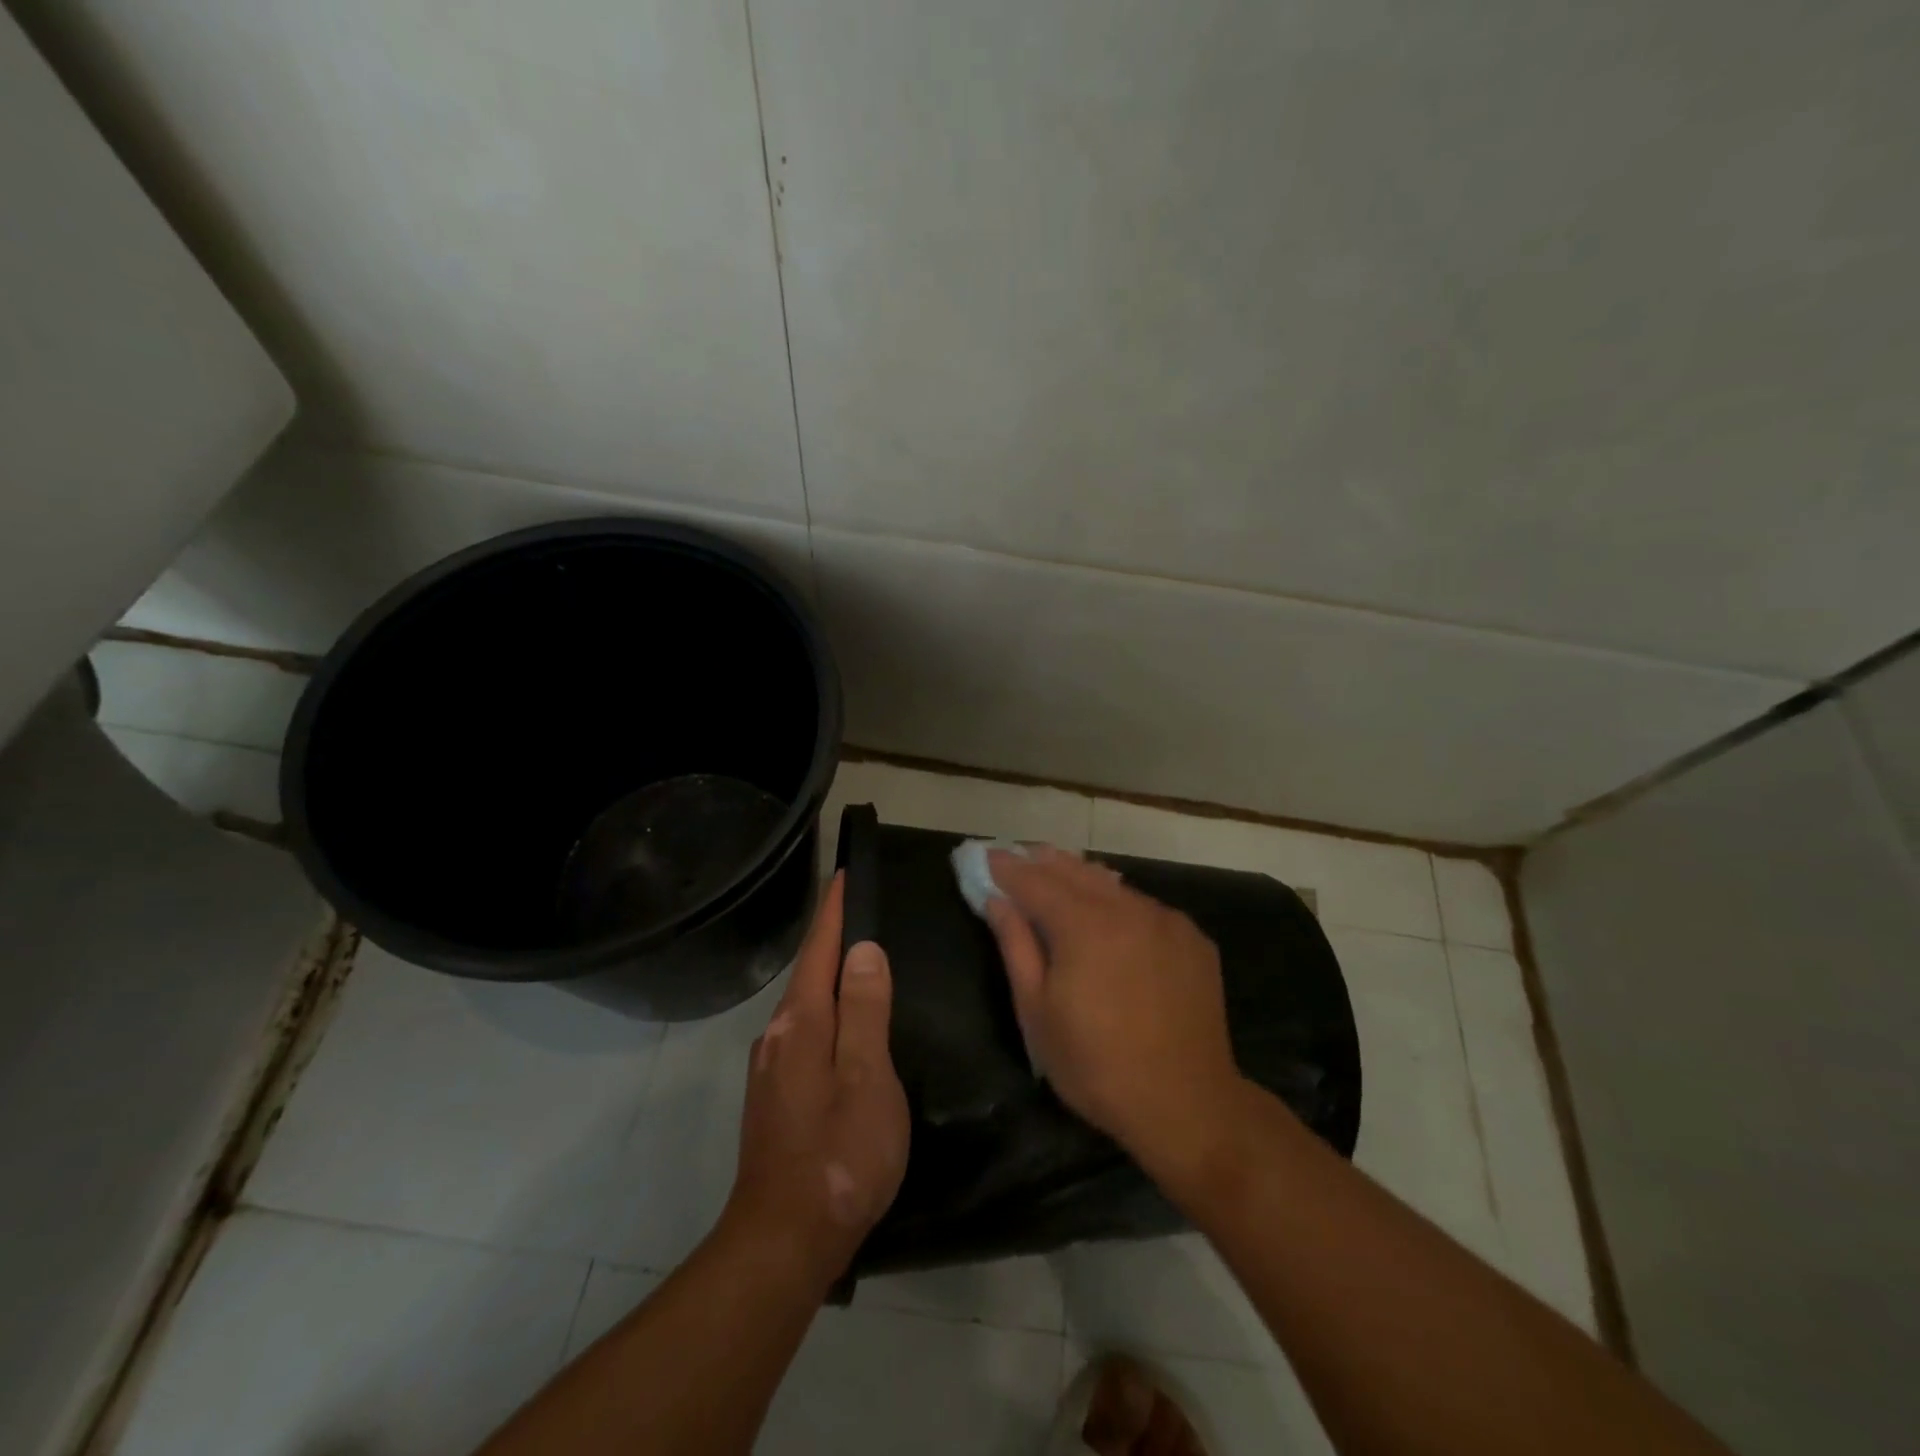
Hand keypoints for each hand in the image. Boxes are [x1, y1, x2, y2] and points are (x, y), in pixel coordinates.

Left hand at [723, 873, 909, 1287]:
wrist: (783, 1242)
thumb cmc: (839, 1155)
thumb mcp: (868, 1077)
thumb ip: (866, 1010)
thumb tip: (864, 950)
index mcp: (802, 1024)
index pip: (818, 950)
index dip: (833, 912)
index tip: (843, 875)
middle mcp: (778, 1037)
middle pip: (808, 973)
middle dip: (831, 939)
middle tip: (862, 912)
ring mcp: (771, 1069)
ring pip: (805, 1006)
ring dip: (829, 977)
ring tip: (860, 962)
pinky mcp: (774, 1097)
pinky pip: (804, 1033)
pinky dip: (826, 1012)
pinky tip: (845, 1027)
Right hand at [985, 847, 1246, 1176]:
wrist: (1187, 1104)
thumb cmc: (1096, 1065)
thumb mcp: (1037, 1012)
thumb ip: (1016, 946)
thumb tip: (996, 901)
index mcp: (1084, 925)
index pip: (1035, 881)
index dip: (1007, 868)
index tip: (987, 856)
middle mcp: (1128, 908)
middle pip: (1076, 871)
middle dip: (1043, 862)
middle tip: (1020, 856)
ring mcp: (1166, 920)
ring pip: (1113, 884)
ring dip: (1082, 876)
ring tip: (1059, 871)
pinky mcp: (1193, 938)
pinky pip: (1145, 906)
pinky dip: (1119, 901)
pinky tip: (1112, 912)